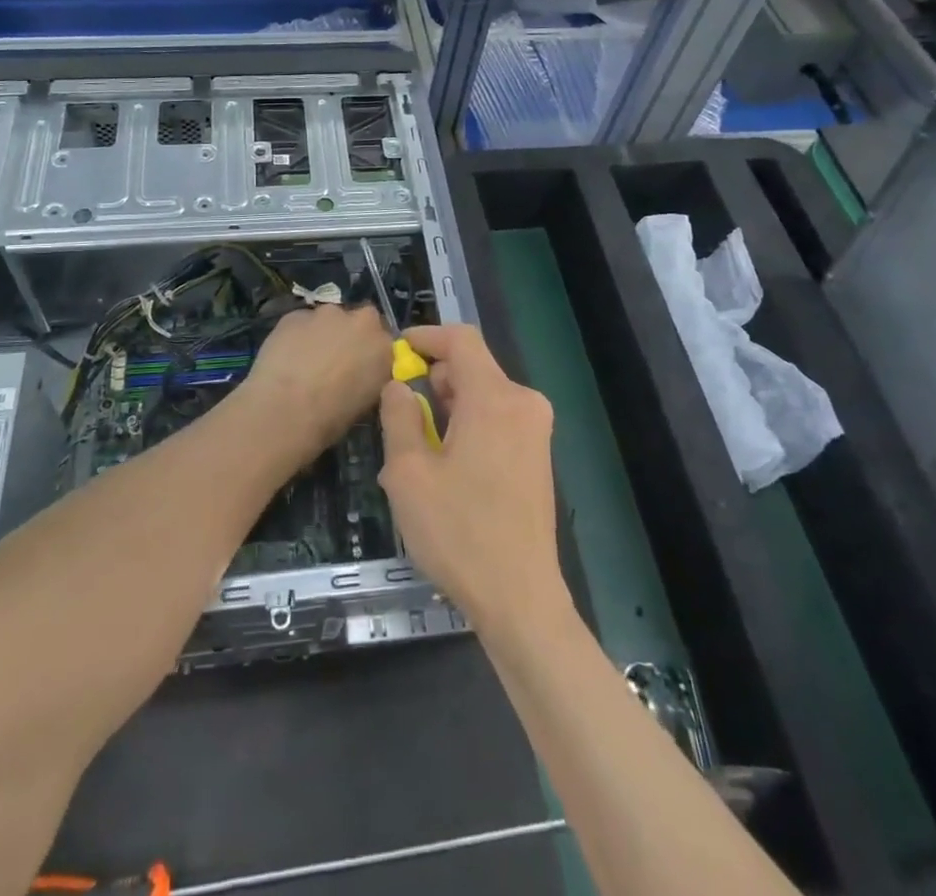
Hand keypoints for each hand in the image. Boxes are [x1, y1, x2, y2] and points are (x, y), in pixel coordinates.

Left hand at [242, 304, 390, 458]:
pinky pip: (301, 323)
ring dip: (322, 334)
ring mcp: (327, 313)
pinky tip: (286, 357)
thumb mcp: (366, 403)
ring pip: (328, 319)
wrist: (285, 410)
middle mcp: (361, 321)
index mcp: (384, 346)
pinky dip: (298, 335)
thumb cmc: (330, 418)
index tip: (360, 367)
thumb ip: (369, 377)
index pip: (384, 341)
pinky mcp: (296, 314)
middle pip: (359, 322)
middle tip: (334, 361)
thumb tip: (359, 373)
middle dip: (349, 336)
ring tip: (306, 361)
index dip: (370, 352)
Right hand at [376, 323, 569, 636]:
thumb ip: (399, 417)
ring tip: (416, 455)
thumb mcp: (408, 473)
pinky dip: (468, 428)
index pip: (461, 339)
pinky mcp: (538, 456)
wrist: (520, 599)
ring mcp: (536, 431)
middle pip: (472, 369)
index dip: (427, 336)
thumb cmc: (459, 533)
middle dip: (433, 382)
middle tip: (399, 418)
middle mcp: (523, 404)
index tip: (397, 351)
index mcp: (494, 398)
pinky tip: (446, 471)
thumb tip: (398, 387)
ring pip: (483, 397)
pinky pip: (497, 422)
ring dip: (447, 411)